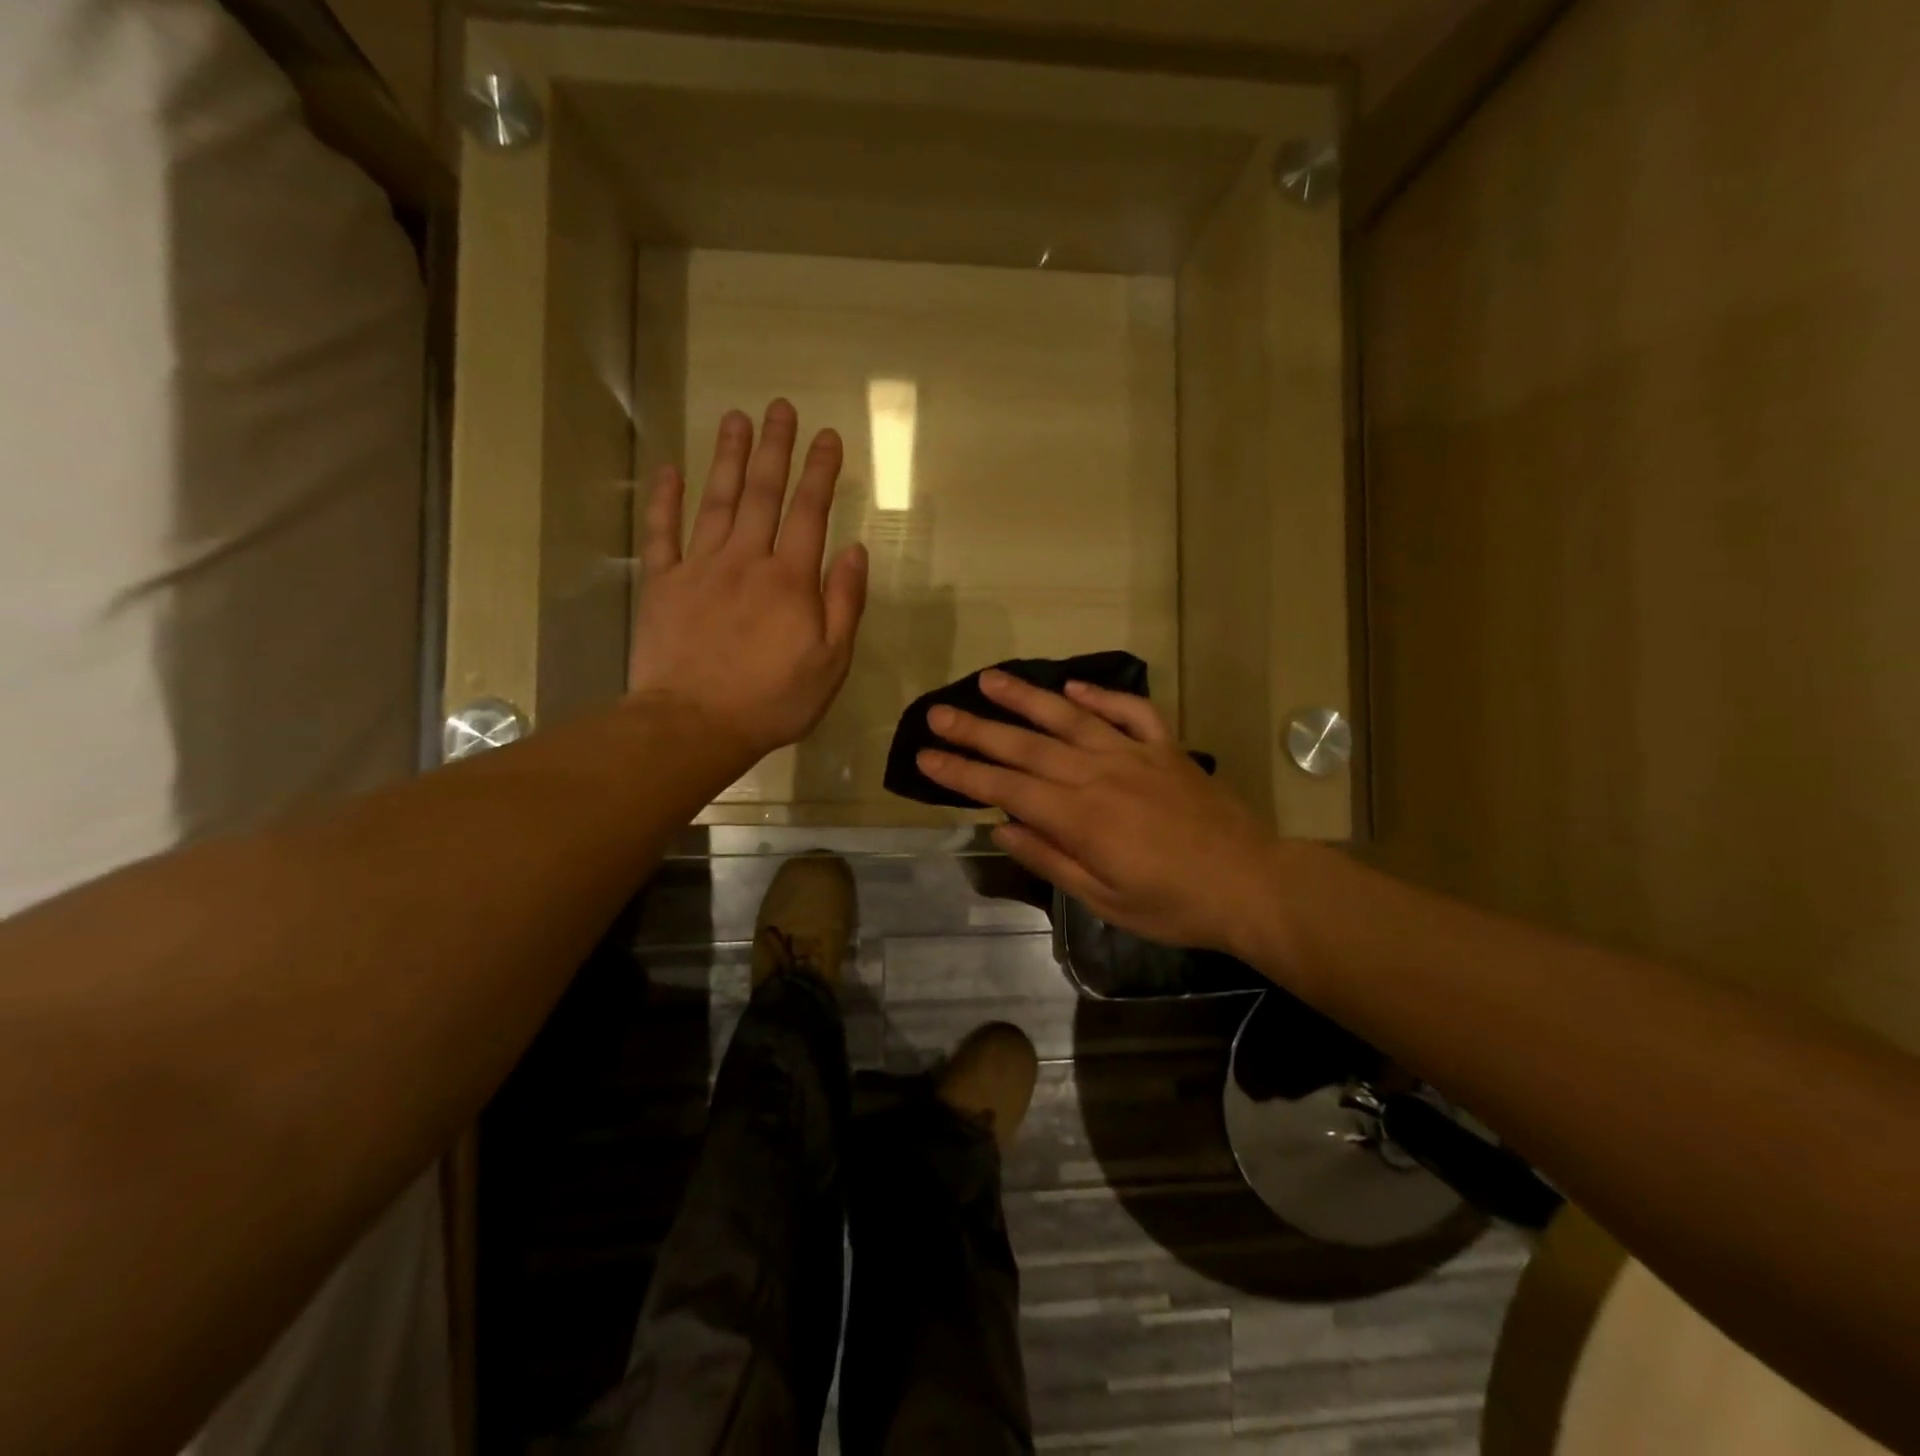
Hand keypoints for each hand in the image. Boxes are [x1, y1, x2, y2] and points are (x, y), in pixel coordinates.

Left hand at [628, 400, 867, 763]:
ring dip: (726, 457)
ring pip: (715, 500)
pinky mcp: (662, 584)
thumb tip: (855, 550)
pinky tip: (670, 470)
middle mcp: (746, 560)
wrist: (695, 724)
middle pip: (761, 493)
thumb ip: (844, 603)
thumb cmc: (773, 700)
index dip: (821, 471)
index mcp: (791, 580)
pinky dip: (665, 500)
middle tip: (780, 407)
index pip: (810, 512)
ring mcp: (699, 568)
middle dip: (774, 448)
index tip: (828, 436)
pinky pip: (663, 532)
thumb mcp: (831, 662)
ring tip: (734, 418)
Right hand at [917, 672, 1284, 956]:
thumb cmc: (1174, 905)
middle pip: (1026, 745)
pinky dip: (1101, 694)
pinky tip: (1072, 686)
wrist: (1252, 884)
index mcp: (1080, 817)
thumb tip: (1000, 826)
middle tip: (937, 712)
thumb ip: (1050, 858)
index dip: (961, 771)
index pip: (1005, 786)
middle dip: (976, 729)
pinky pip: (1130, 711)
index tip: (925, 755)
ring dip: (1025, 697)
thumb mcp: (1104, 900)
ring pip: (1070, 717)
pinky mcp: (1166, 748)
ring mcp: (1134, 754)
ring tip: (988, 679)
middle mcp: (1099, 774)